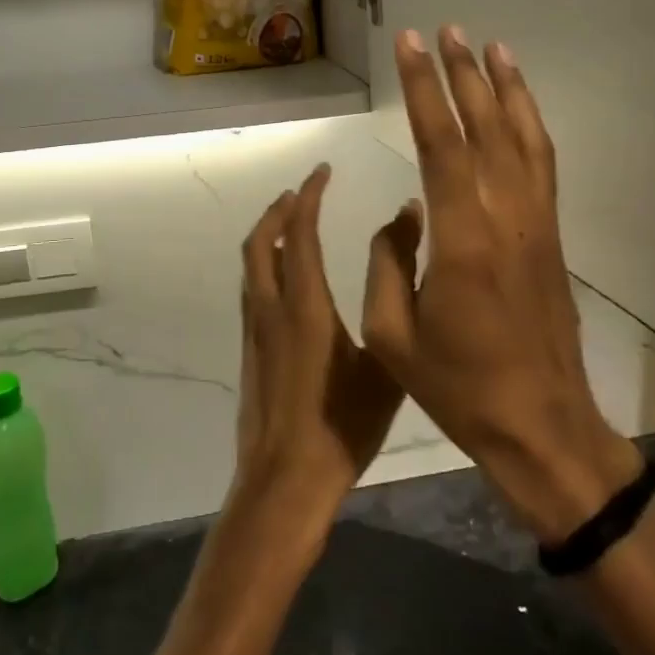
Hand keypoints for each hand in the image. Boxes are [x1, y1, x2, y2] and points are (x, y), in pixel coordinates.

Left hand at [231, 164, 412, 529]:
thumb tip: (405, 253)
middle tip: (303, 192)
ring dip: (268, 235)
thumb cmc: (343, 426)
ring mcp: (254, 330)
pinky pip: (252, 289)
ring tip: (294, 225)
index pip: (301, 234)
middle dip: (279, 209)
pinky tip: (288, 279)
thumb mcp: (384, 366)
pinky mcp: (249, 351)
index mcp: (305, 306)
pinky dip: (266, 265)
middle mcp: (271, 308)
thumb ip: (393, 303)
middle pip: (261, 241)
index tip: (322, 171)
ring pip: (252, 264)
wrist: (285, 483)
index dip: (309, 197)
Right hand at [361, 27, 645, 543]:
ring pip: (522, 138)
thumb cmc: (459, 387)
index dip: (423, 89)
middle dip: (462, 74)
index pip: (440, 143)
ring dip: (505, 89)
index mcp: (462, 238)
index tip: (410, 46)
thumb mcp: (393, 334)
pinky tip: (518, 107)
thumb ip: (388, 262)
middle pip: (484, 127)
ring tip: (490, 46)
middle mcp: (505, 216)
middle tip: (445, 30)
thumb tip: (403, 212)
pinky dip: (531, 125)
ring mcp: (535, 223)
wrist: (542, 425)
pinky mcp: (550, 235)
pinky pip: (542, 166)